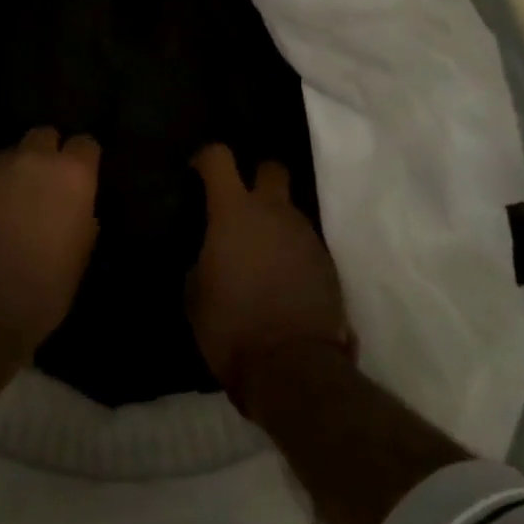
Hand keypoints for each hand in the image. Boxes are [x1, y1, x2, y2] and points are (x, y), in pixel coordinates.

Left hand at [0, 127, 101, 348]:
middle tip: (50, 183)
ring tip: (20, 200)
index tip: (85, 178)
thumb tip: (76, 209)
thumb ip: (81, 218)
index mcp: (71, 174)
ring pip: (12, 154)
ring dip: (19, 169)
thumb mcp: (81, 253)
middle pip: (44, 135)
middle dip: (49, 152)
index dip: (85, 159)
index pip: (86, 144)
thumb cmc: (46, 286)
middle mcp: (33, 161)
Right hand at [188, 144, 352, 409]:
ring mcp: (306, 235)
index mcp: (235, 212)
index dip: (207, 158)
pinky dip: (290, 250)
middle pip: (271, 169)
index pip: (220, 158)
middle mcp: (274, 212)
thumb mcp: (195, 292)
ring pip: (289, 210)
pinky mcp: (327, 261)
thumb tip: (212, 254)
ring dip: (273, 222)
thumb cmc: (230, 326)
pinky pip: (303, 242)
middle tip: (240, 206)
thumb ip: (204, 259)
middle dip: (256, 176)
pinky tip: (280, 278)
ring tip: (258, 255)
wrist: (291, 364)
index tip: (197, 171)